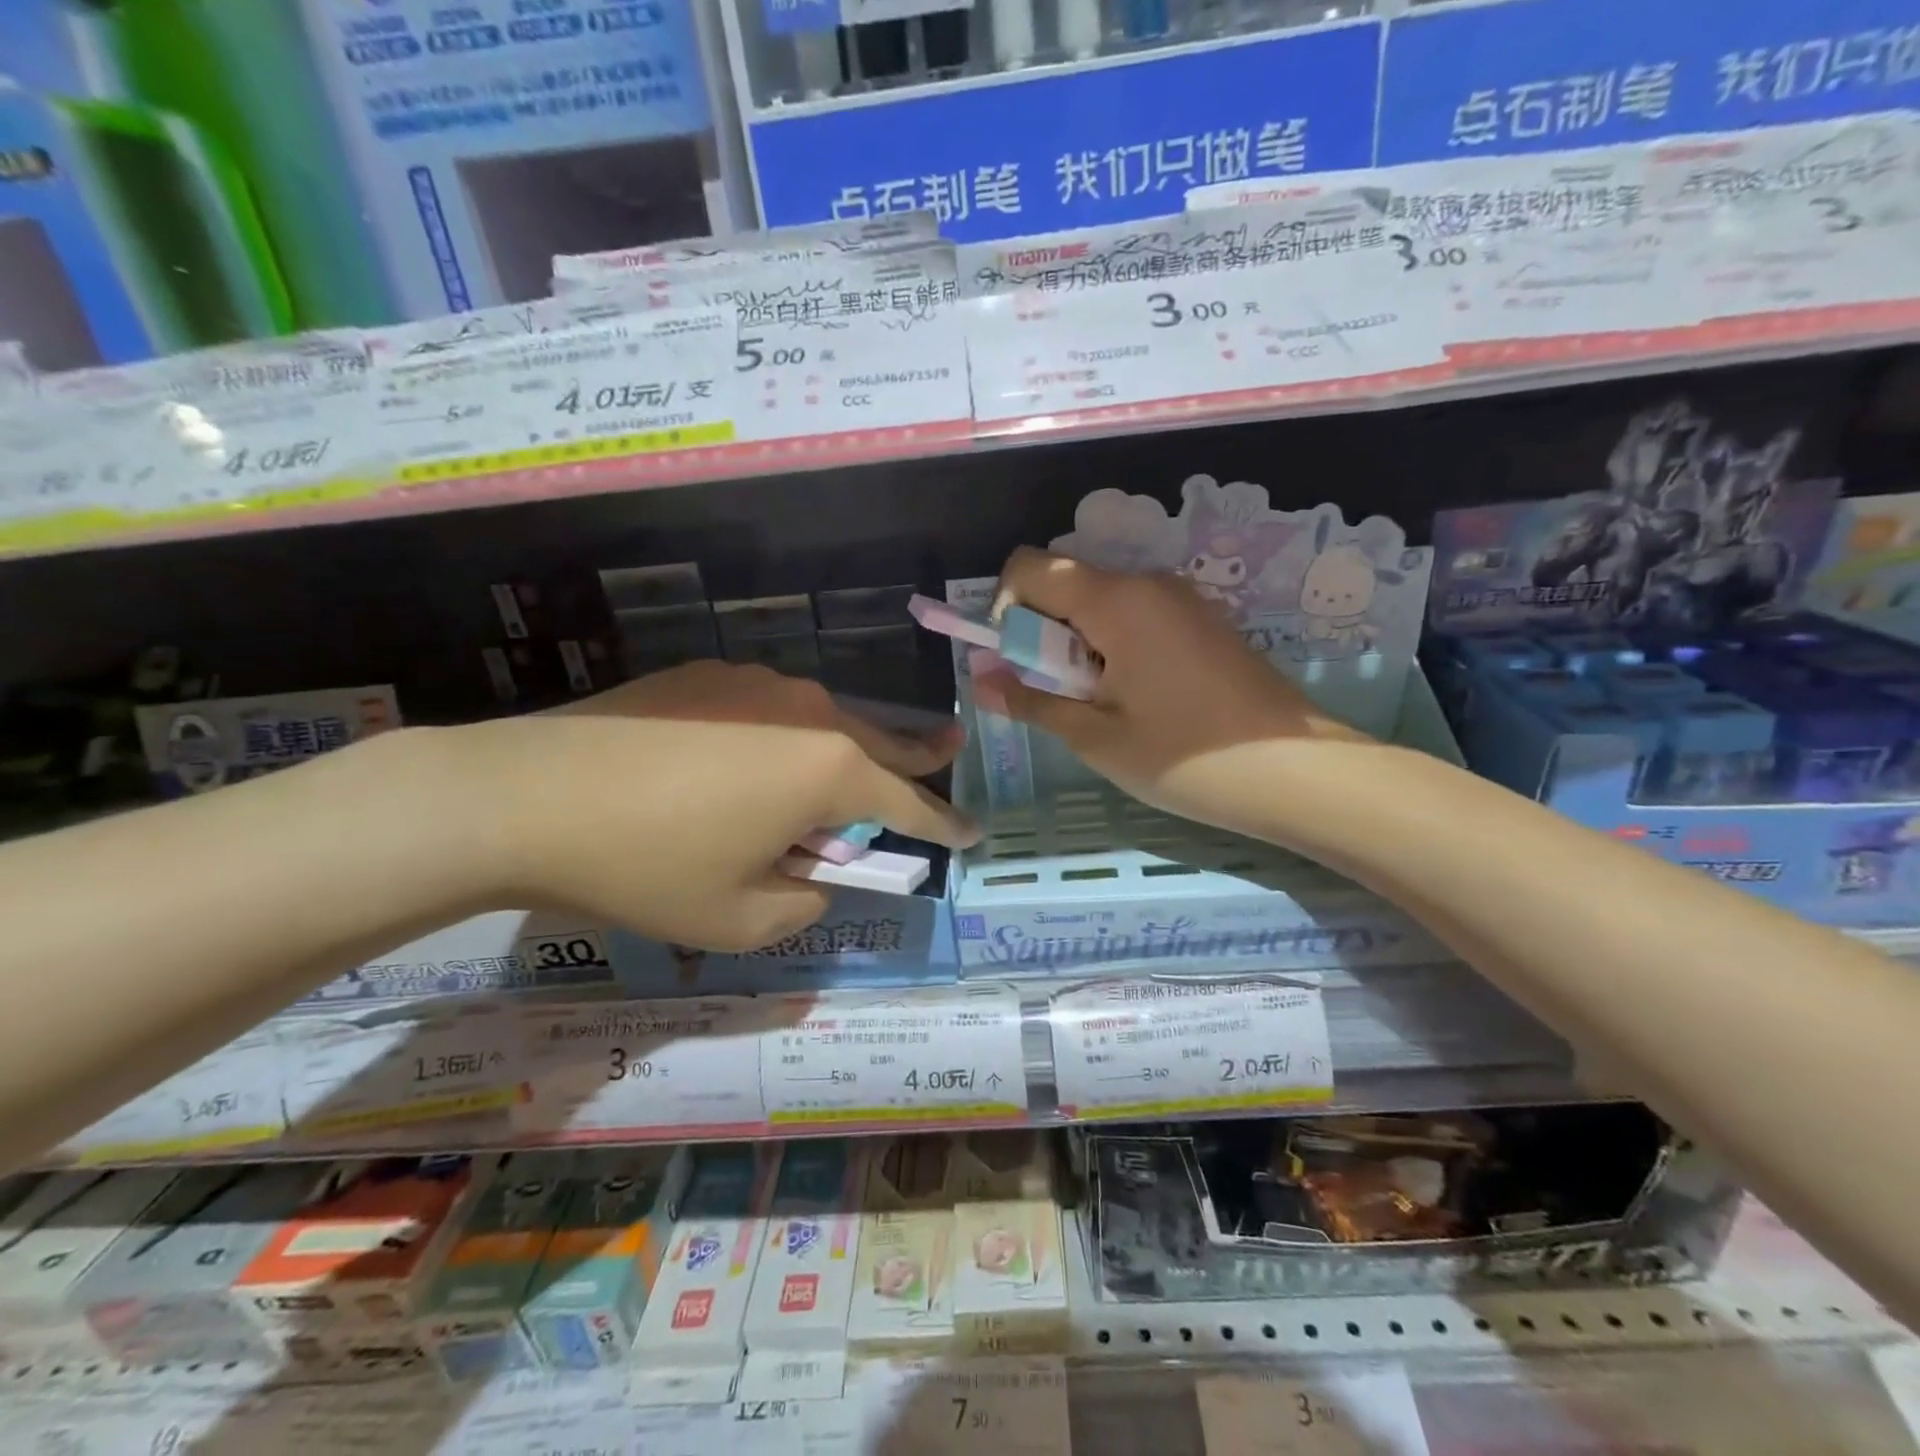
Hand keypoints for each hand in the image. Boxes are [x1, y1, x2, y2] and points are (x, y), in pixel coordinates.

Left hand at [448, 661, 976, 950]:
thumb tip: (816, 874)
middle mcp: (808, 710)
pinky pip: (770, 708)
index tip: (974, 831)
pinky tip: (743, 760)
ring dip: (839, 751)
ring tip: (830, 780)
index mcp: (829, 769)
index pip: (910, 801)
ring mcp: (757, 682)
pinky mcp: (709, 672)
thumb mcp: (739, 919)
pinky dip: (781, 736)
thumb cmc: (646, 866)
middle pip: (880, 741)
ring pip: (823, 720)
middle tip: (948, 754)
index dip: (944, 823)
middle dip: (916, 757)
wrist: (524, 795)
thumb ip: (804, 901)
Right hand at [982, 548, 1366, 831]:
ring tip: (1100, 705)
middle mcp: (1147, 584)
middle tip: (1058, 696)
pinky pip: (1134, 617)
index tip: (1016, 663)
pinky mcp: (1201, 621)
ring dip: (1077, 645)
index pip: (1030, 567)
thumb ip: (1032, 701)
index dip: (1004, 608)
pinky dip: (1112, 647)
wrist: (1296, 772)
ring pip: (1099, 603)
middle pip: (1065, 584)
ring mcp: (1180, 600)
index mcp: (1115, 600)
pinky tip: (1136, 699)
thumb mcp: (1095, 736)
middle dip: (1041, 633)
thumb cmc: (1184, 757)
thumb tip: (980, 680)